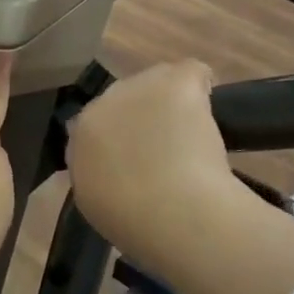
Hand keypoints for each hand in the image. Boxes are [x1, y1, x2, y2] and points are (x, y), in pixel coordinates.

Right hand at [66, 61, 239, 261]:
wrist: (172, 211)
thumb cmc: (134, 221)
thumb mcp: (96, 204)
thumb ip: (98, 175)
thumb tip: (115, 168)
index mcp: (80, 135)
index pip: (99, 123)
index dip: (122, 137)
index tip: (140, 157)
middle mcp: (103, 103)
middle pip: (126, 98)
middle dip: (145, 116)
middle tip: (168, 148)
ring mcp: (138, 87)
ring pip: (158, 82)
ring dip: (173, 102)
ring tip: (193, 135)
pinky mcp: (173, 81)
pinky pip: (191, 72)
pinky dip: (202, 85)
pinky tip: (213, 109)